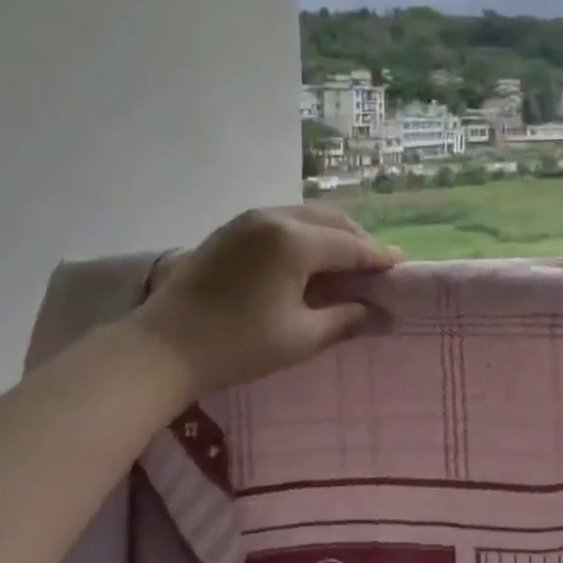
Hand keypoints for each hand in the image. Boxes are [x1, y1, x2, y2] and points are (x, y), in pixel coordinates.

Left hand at [137, 204, 402, 398]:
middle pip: (332, 221)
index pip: (351, 246)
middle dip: (358, 241)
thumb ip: (345, 319)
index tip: (401, 266)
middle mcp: (275, 218)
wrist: (162, 347)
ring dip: (332, 234)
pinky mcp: (232, 228)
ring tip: (345, 262)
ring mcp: (250, 219)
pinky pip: (283, 219)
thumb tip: (380, 313)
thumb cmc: (236, 345)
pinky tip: (309, 257)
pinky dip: (306, 233)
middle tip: (375, 267)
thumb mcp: (300, 338)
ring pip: (307, 215)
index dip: (378, 258)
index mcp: (294, 242)